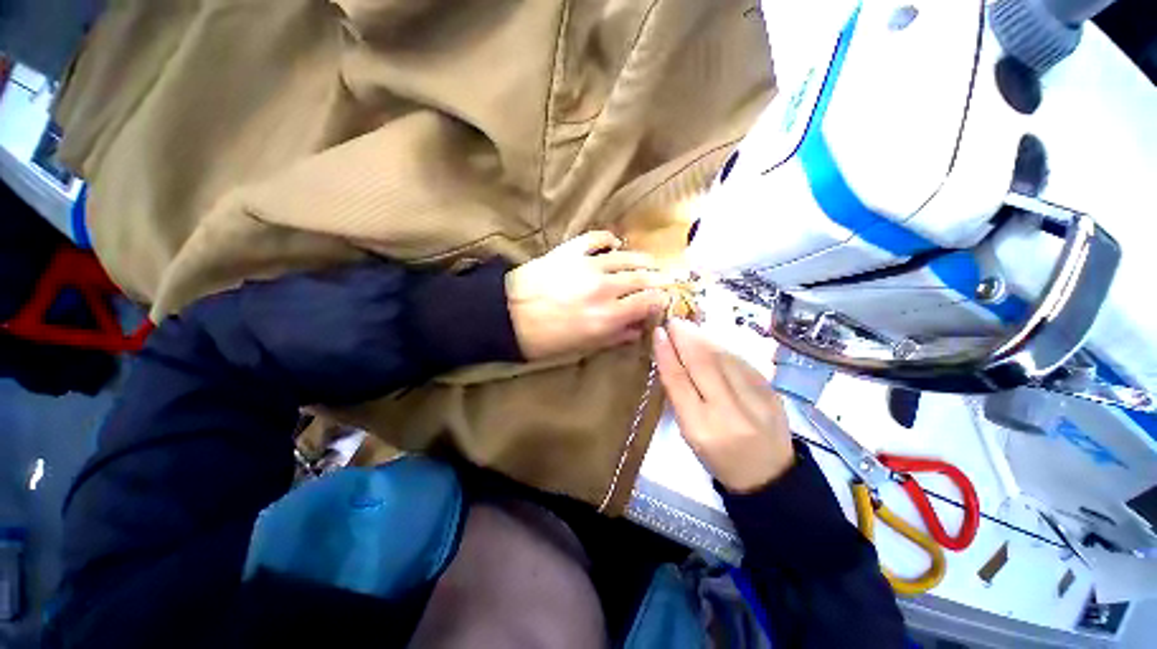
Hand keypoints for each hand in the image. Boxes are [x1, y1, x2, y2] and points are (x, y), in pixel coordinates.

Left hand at [506, 231, 670, 359]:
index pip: (648, 302)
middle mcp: (604, 288)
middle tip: (665, 280)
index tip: (662, 302)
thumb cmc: (544, 339)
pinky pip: (597, 238)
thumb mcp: (583, 346)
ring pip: (626, 257)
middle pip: (643, 278)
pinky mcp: (570, 250)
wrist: (506, 315)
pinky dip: (609, 239)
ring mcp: (588, 265)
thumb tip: (638, 329)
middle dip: (659, 279)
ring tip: (649, 263)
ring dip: (642, 260)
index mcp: (607, 316)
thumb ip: (615, 336)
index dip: (660, 301)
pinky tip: (615, 244)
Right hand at [654, 318, 794, 491]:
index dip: (666, 354)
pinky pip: (743, 362)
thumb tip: (671, 357)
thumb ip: (680, 396)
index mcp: (701, 428)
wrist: (770, 477)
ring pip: (724, 358)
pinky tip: (713, 342)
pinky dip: (724, 348)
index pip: (679, 381)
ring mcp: (756, 401)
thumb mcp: (689, 434)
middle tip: (674, 321)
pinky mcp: (773, 393)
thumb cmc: (719, 458)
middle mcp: (728, 413)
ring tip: (690, 328)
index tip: (658, 332)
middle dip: (685, 337)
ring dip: (704, 338)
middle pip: (703, 364)